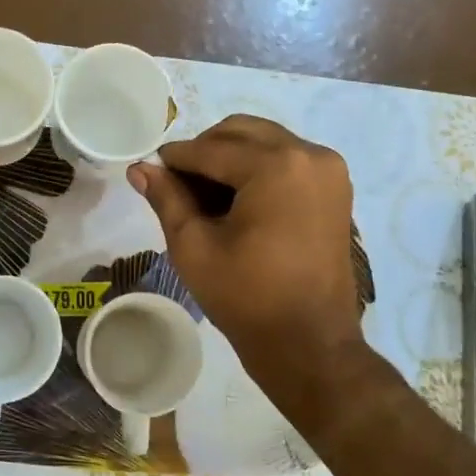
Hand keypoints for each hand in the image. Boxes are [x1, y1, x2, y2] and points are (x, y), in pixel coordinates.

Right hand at [129, 115, 366, 393]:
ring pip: (265, 142)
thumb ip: (167, 198)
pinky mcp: (336, 188)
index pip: (211, 148)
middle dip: (205, 151)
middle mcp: (309, 154)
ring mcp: (328, 170)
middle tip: (178, 183)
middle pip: (241, 132)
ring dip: (231, 157)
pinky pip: (287, 160)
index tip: (150, 167)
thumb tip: (140, 168)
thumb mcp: (194, 246)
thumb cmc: (247, 297)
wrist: (309, 344)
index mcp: (275, 166)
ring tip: (205, 196)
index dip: (175, 158)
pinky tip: (236, 201)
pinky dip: (258, 169)